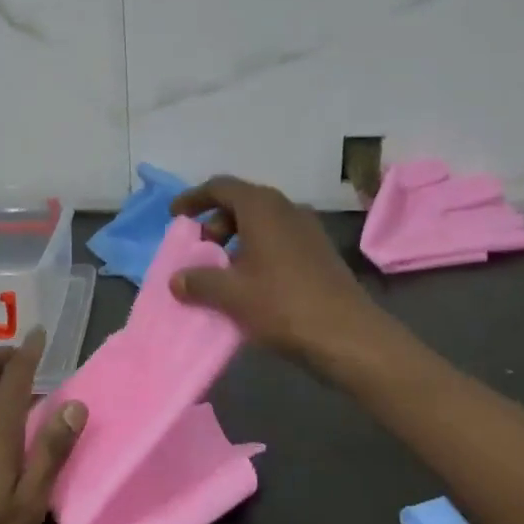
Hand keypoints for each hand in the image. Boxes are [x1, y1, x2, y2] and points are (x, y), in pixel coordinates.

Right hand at [169, 176, 388, 372]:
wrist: (348, 336)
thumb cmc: (282, 305)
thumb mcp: (231, 295)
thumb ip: (199, 281)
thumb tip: (177, 279)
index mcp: (262, 207)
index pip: (220, 187)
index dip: (194, 198)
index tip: (175, 216)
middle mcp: (286, 208)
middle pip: (242, 202)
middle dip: (215, 222)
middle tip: (200, 250)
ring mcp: (308, 229)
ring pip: (262, 222)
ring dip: (237, 239)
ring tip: (222, 270)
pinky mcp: (320, 251)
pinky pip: (279, 239)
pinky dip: (257, 250)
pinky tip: (251, 282)